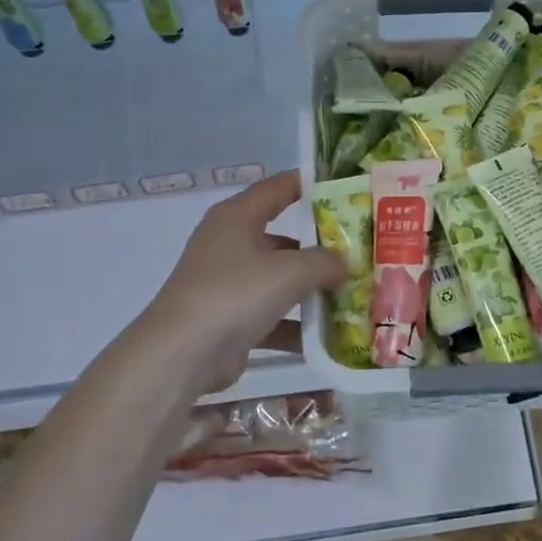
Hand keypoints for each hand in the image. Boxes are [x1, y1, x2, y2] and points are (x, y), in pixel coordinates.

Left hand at [134, 170, 346, 395]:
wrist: (181, 355)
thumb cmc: (234, 294)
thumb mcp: (289, 272)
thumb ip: (325, 262)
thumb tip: (345, 263)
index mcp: (237, 218)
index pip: (279, 188)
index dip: (311, 185)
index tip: (347, 188)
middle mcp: (230, 244)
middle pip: (284, 239)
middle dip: (321, 248)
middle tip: (361, 252)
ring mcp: (228, 284)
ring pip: (279, 280)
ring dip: (312, 291)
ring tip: (353, 296)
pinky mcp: (229, 320)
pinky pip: (272, 317)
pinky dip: (296, 326)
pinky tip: (329, 338)